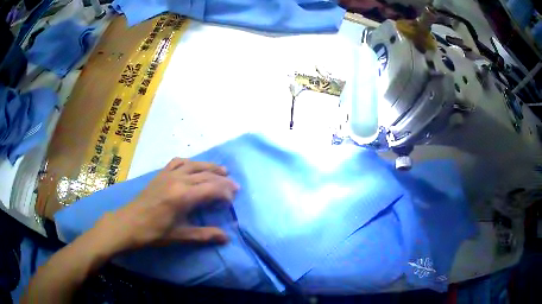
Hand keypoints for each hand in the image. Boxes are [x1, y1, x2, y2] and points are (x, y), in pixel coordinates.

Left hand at [94, 158, 238, 251]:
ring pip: (194, 165)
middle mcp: (178, 180)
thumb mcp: (180, 236)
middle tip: (235, 186)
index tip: (232, 200)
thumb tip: (226, 238)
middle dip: (223, 180)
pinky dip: (190, 162)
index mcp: (183, 196)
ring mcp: (168, 174)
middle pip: (206, 175)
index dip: (225, 193)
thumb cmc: (154, 232)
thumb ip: (205, 235)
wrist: (129, 223)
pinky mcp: (160, 174)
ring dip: (210, 167)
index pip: (211, 188)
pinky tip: (193, 166)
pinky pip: (178, 162)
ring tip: (222, 171)